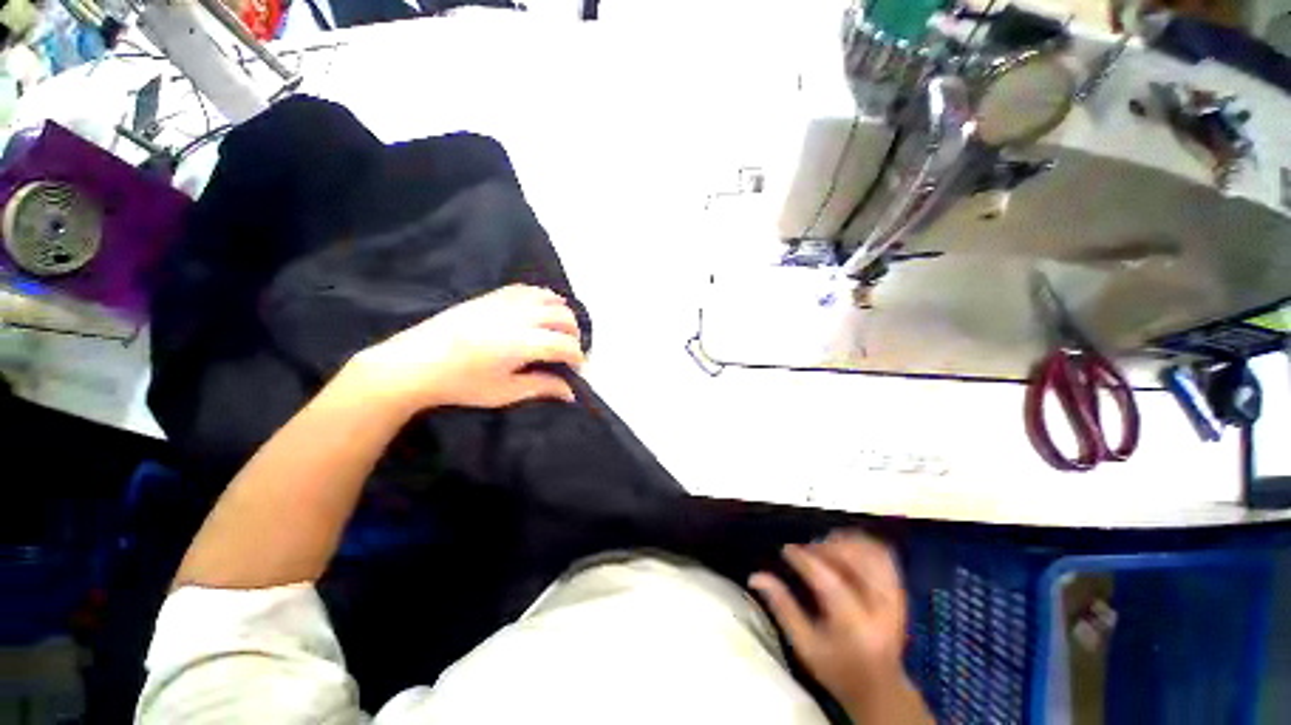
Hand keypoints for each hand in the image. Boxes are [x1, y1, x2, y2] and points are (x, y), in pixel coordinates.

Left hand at [347, 284, 584, 413]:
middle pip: (564, 317)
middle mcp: (520, 317)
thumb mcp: (505, 392)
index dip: (577, 358)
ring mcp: (505, 302)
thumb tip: (570, 393)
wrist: (414, 363)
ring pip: (550, 299)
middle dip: (575, 335)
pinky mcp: (492, 296)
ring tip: (559, 331)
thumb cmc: (460, 384)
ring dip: (563, 314)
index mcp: (523, 343)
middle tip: (569, 352)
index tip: (576, 370)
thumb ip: (542, 387)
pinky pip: (529, 289)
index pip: (566, 345)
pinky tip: (541, 310)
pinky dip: (544, 298)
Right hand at [750, 532, 930, 724]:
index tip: (785, 549)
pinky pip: (884, 555)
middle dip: (824, 547)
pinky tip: (845, 546)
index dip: (804, 559)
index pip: (828, 581)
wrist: (881, 689)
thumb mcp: (804, 645)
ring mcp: (895, 598)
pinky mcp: (900, 591)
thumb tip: (756, 576)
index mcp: (854, 626)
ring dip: (844, 542)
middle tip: (805, 549)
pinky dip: (862, 543)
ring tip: (823, 546)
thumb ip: (782, 607)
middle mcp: (880, 609)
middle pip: (854, 560)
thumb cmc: (837, 669)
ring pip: (872, 553)